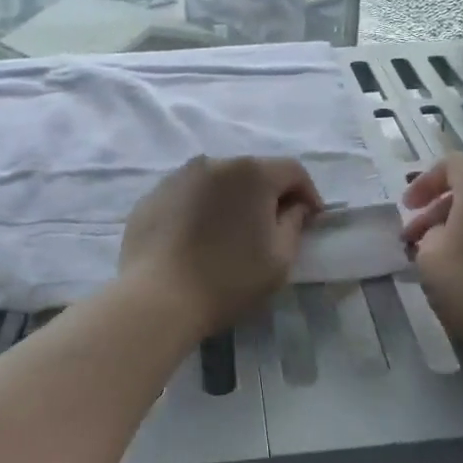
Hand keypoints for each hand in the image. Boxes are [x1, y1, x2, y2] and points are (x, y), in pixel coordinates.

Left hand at [119, 156, 321, 340]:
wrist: (157, 299)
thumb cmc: (228, 279)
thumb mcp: (279, 259)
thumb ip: (294, 223)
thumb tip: (295, 206)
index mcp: (251, 173)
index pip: (292, 170)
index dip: (308, 193)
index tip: (311, 219)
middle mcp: (213, 163)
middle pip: (253, 173)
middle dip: (268, 195)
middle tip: (273, 227)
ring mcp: (177, 177)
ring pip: (218, 183)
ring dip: (232, 201)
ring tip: (231, 233)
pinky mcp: (151, 197)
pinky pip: (188, 196)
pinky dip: (201, 210)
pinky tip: (197, 240)